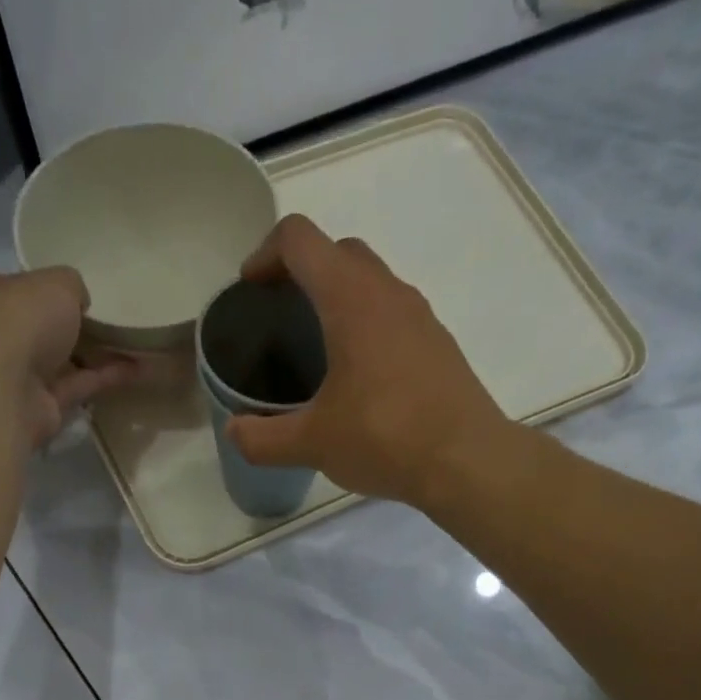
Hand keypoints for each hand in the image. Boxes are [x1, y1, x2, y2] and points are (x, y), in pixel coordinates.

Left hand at [0, 268, 140, 448]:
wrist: (4, 389)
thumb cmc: (16, 318)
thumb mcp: (54, 281)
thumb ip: (70, 285)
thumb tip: (77, 302)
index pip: (1, 286)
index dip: (34, 288)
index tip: (68, 292)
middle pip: (30, 328)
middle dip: (66, 327)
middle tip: (105, 320)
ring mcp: (7, 377)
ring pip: (57, 362)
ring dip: (94, 355)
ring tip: (133, 345)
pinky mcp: (35, 410)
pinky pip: (74, 388)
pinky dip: (103, 379)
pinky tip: (138, 370)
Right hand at [227, 216, 512, 512]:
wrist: (466, 460)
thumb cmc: (384, 438)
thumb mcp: (312, 443)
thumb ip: (263, 438)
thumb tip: (234, 432)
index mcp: (350, 299)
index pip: (300, 239)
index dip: (266, 253)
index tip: (250, 289)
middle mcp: (388, 292)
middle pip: (338, 251)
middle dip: (303, 270)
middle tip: (280, 314)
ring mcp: (420, 316)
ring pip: (371, 281)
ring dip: (338, 296)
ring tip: (316, 345)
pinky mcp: (438, 344)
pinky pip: (393, 314)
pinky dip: (367, 323)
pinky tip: (358, 375)